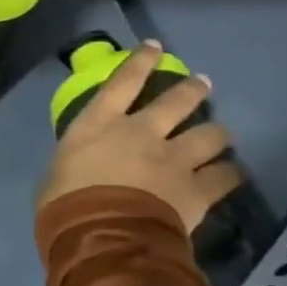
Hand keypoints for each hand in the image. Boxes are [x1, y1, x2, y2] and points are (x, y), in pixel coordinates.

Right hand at [37, 41, 243, 231]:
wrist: (100, 238)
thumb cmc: (63, 207)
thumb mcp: (55, 176)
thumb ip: (75, 164)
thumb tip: (81, 170)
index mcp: (100, 125)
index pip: (122, 82)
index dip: (140, 61)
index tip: (155, 47)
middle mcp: (142, 132)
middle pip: (176, 100)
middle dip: (192, 89)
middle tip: (202, 84)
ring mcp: (174, 159)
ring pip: (210, 134)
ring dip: (217, 134)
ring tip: (221, 136)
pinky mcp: (197, 189)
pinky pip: (224, 176)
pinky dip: (228, 174)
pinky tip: (231, 175)